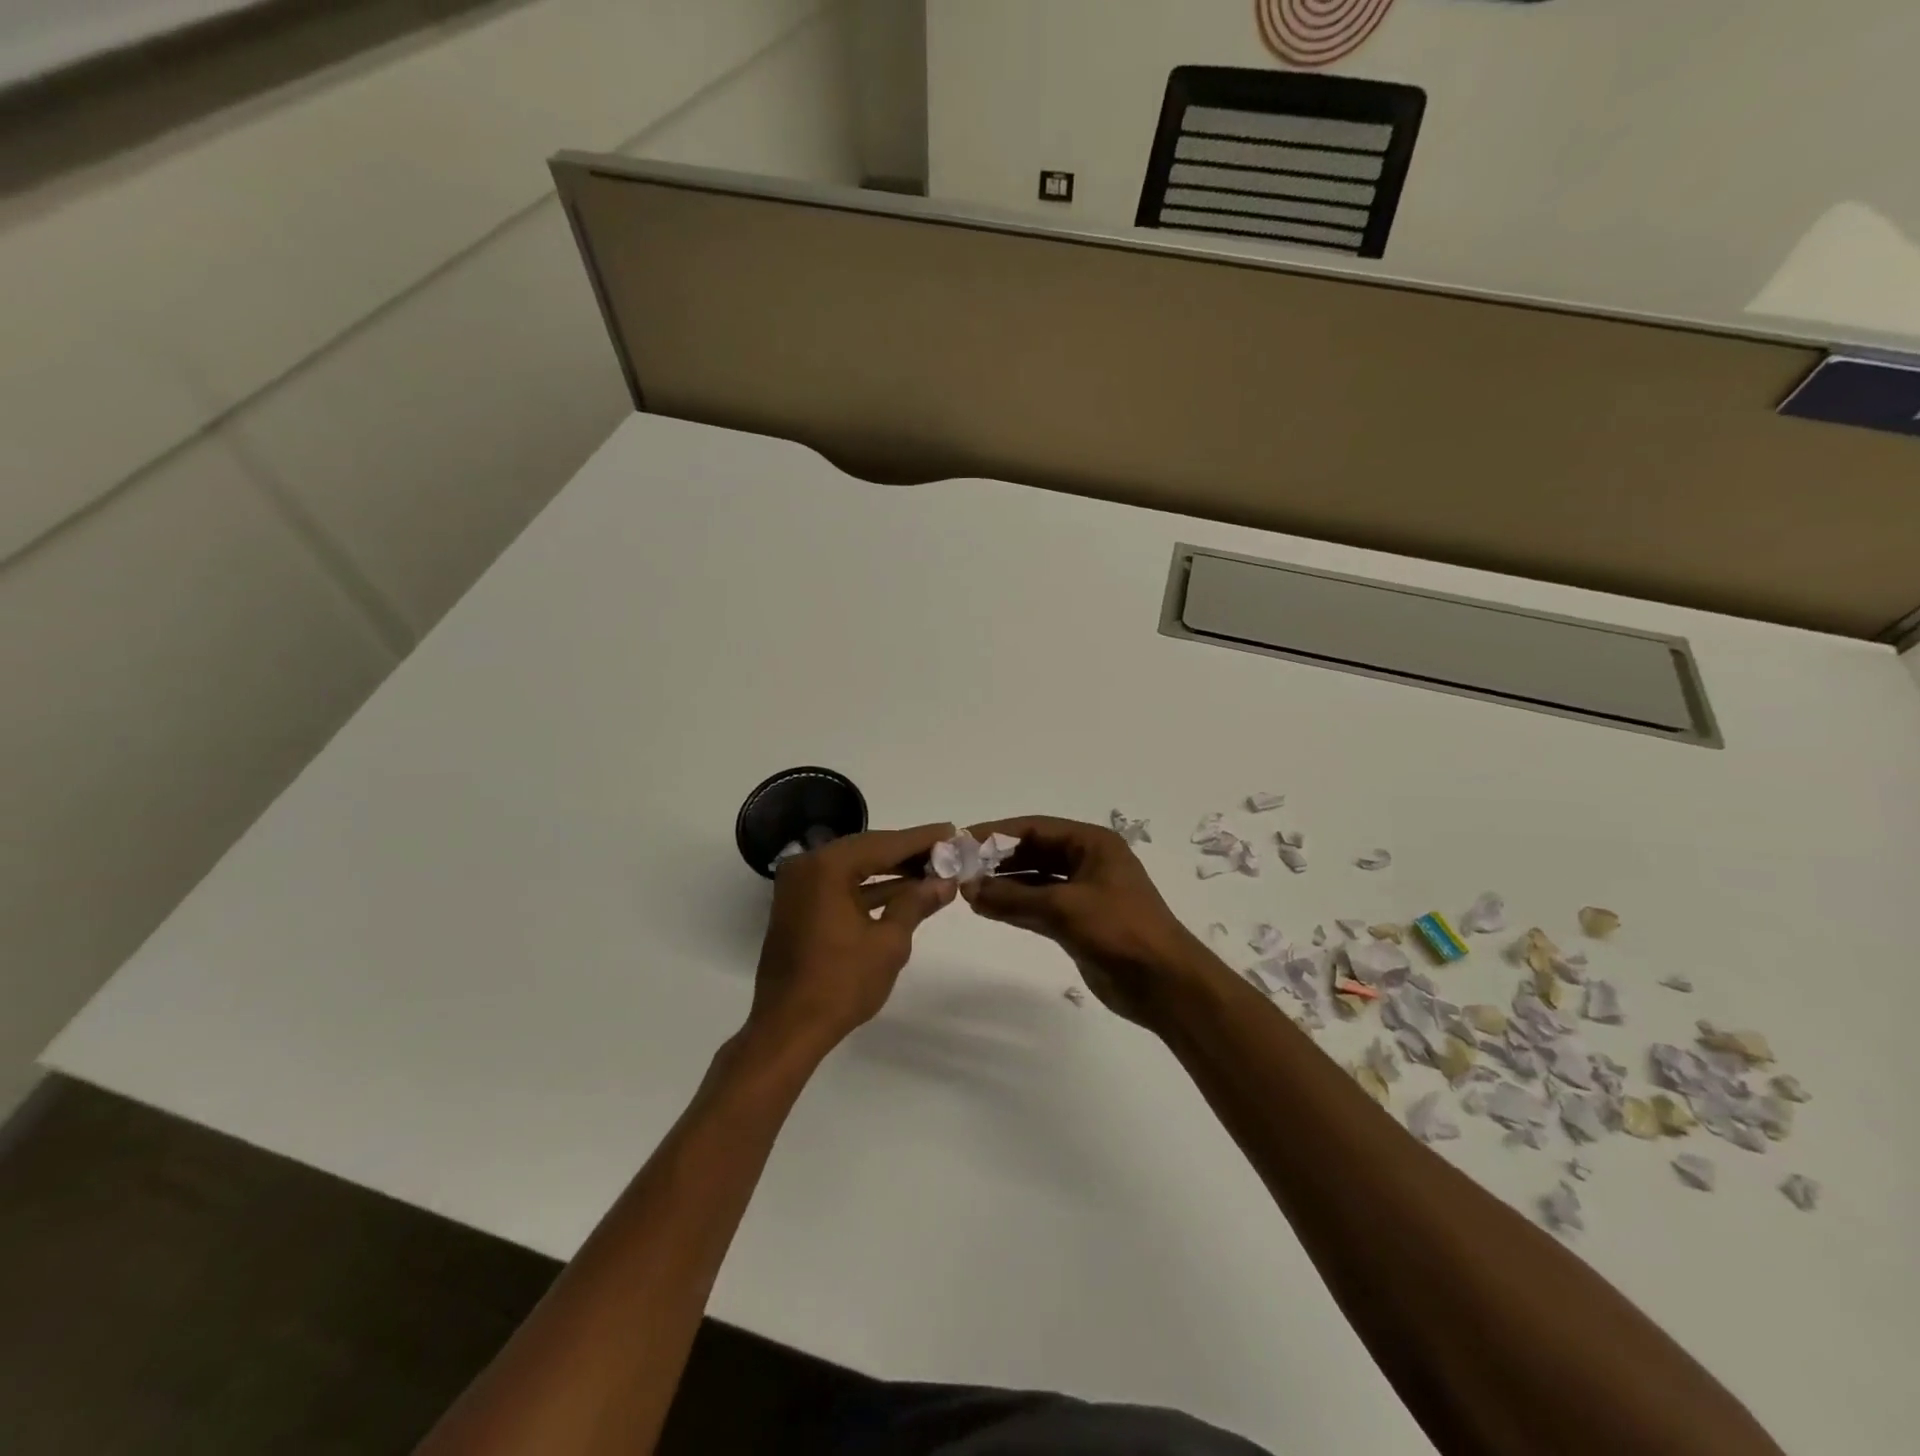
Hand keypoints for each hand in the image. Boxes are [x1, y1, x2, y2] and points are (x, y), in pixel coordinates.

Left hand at [748, 822, 958, 1054]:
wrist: (788, 1029)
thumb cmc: (841, 984)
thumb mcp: (888, 942)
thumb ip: (916, 903)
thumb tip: (945, 881)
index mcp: (827, 867)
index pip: (884, 844)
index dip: (921, 839)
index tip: (951, 831)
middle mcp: (808, 867)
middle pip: (868, 850)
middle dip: (908, 853)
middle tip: (945, 851)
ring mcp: (799, 887)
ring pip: (854, 868)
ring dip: (891, 871)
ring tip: (932, 871)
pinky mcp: (798, 907)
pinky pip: (840, 886)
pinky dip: (869, 889)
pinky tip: (903, 893)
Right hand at [962, 816, 1211, 1026]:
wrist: (1164, 984)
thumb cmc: (1119, 930)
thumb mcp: (1064, 908)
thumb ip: (1013, 897)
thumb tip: (968, 888)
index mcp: (1092, 843)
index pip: (1036, 828)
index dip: (997, 833)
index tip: (962, 841)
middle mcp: (1087, 861)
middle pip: (1034, 852)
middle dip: (998, 860)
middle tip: (959, 869)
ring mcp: (1083, 893)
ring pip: (1035, 881)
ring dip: (1004, 885)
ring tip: (967, 890)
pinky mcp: (1079, 922)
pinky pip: (1039, 906)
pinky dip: (1015, 907)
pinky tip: (987, 909)